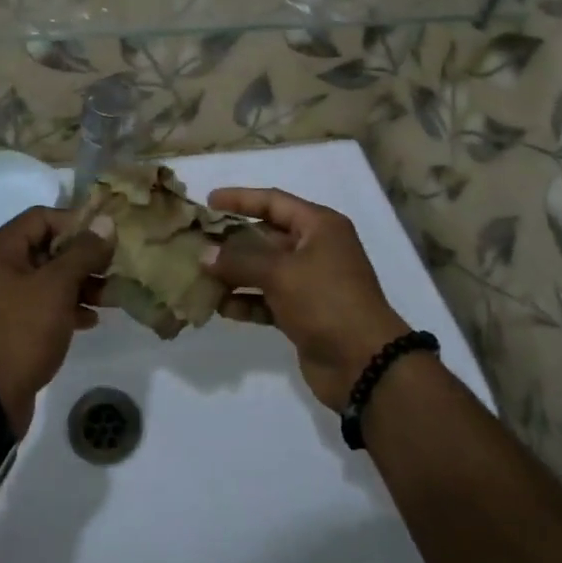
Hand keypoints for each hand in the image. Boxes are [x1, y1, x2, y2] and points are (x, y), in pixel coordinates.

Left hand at [0, 207, 114, 435]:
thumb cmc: (21, 332)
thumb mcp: (57, 287)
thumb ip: (83, 252)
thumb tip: (105, 222)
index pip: (41, 218)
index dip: (76, 223)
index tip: (105, 238)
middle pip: (43, 248)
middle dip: (81, 258)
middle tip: (112, 268)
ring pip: (43, 280)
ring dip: (76, 284)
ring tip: (109, 297)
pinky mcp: (2, 329)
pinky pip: (36, 306)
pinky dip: (62, 307)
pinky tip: (89, 320)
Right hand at [203, 188, 409, 411]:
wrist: (364, 364)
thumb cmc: (326, 301)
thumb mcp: (281, 273)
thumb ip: (239, 261)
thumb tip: (204, 254)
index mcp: (319, 226)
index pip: (274, 201)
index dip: (241, 198)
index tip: (209, 200)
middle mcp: (315, 248)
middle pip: (266, 235)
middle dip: (232, 240)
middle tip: (197, 241)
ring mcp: (310, 282)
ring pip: (264, 269)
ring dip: (235, 273)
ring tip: (200, 275)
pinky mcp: (303, 313)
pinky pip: (268, 299)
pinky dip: (246, 300)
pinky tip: (220, 306)